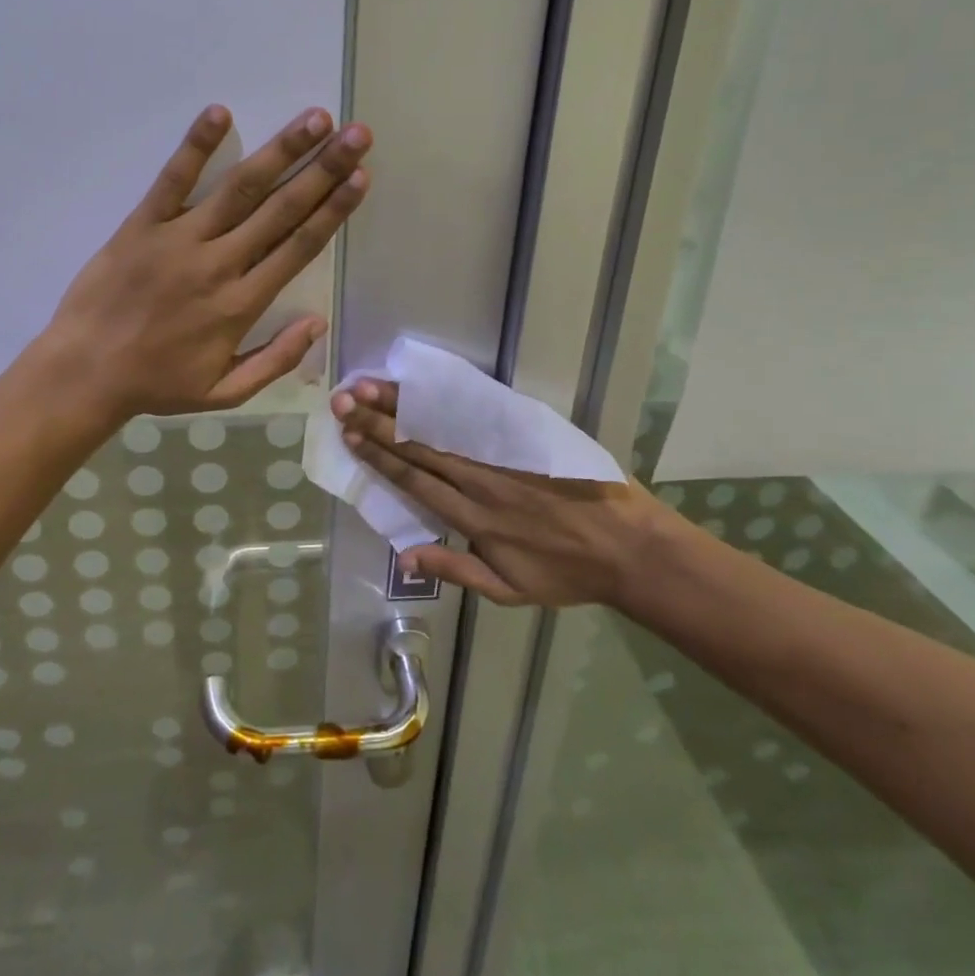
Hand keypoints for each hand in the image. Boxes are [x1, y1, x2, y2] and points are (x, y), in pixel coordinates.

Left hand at [40, 105, 369, 420]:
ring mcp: (179, 239)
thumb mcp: (224, 392)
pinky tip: (220, 113)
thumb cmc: (157, 384)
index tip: (361, 177)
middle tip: (356, 134)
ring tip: (314, 118)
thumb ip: (276, 360)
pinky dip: (196, 146)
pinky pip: (173, 180)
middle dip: (324, 168)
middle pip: (281, 209)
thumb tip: (319, 323)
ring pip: (239, 188)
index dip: (334, 210)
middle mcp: (219, 264)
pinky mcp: (142, 225)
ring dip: (280, 150)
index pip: (299, 247)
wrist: (85, 373)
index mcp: (243, 304)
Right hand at [332, 380, 683, 606]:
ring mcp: (504, 457)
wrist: (631, 548)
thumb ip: (455, 570)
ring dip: (404, 406)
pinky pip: (482, 417)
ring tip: (371, 386)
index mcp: (472, 519)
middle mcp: (480, 481)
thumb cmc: (566, 574)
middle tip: (343, 400)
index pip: (414, 480)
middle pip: (420, 447)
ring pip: (444, 427)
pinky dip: (450, 400)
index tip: (350, 435)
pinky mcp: (528, 439)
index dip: (379, 456)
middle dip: (378, 423)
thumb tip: (402, 558)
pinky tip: (426, 385)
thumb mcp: (509, 590)